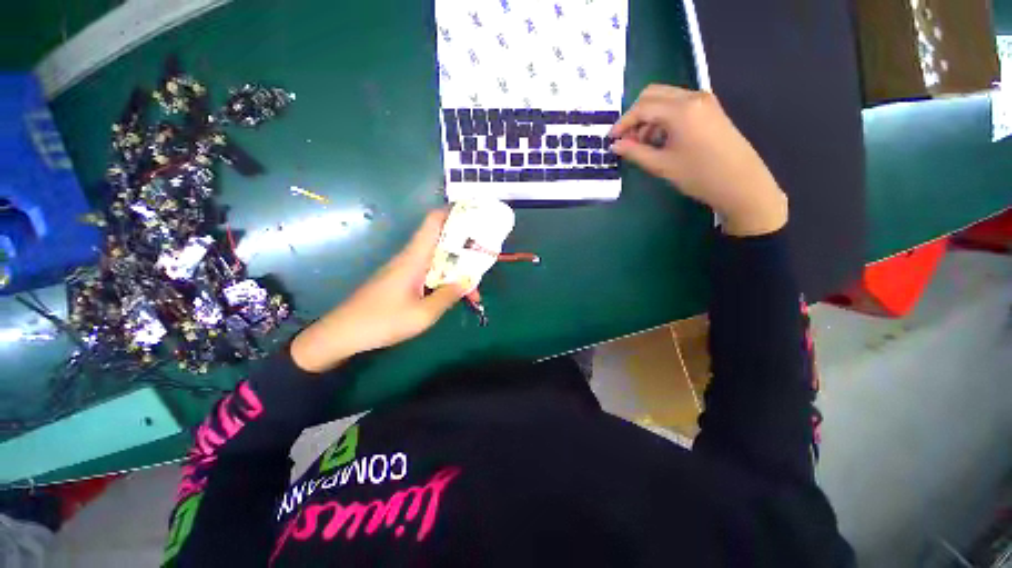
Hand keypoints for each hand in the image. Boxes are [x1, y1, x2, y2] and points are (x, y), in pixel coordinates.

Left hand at [290, 211, 464, 372]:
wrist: (342, 333)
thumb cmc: (383, 321)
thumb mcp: (423, 314)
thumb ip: (448, 296)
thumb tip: (468, 281)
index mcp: (414, 257)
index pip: (433, 222)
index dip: (453, 212)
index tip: (475, 214)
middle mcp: (410, 257)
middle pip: (441, 241)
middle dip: (464, 246)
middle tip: (484, 258)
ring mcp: (404, 268)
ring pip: (437, 259)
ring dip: (456, 267)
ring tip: (474, 283)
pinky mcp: (401, 280)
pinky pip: (429, 271)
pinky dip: (445, 277)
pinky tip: (454, 292)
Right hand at [610, 85, 787, 236]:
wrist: (741, 183)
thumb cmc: (699, 175)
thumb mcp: (662, 165)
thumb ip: (635, 152)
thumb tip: (615, 145)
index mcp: (681, 110)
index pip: (643, 107)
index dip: (623, 122)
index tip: (611, 139)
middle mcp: (693, 97)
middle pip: (653, 94)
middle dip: (635, 115)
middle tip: (626, 139)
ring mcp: (704, 101)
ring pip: (665, 99)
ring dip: (649, 117)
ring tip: (643, 145)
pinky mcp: (709, 109)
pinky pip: (678, 105)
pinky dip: (663, 118)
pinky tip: (661, 140)